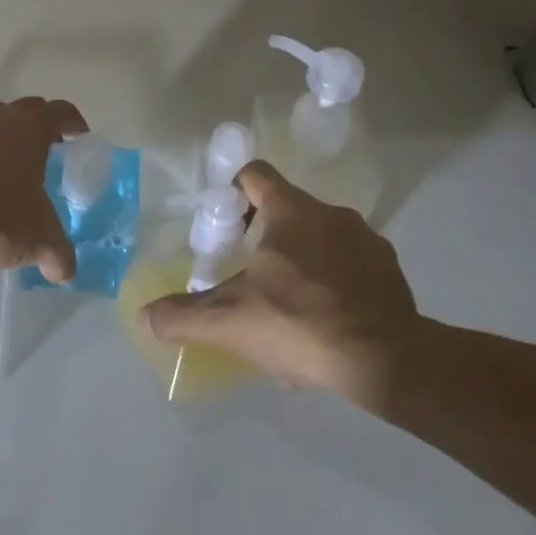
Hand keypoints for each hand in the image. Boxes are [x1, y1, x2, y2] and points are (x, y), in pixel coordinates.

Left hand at [0, 97, 87, 282]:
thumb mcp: (40, 240)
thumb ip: (60, 255)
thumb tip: (67, 273)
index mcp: (31, 128)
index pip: (61, 111)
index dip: (75, 123)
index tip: (80, 140)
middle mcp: (1, 119)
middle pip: (29, 109)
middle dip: (43, 125)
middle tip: (51, 152)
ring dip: (10, 135)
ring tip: (17, 166)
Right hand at [143, 161, 420, 406]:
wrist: (386, 360)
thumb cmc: (300, 323)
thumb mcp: (231, 322)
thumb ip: (184, 316)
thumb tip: (145, 316)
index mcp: (291, 211)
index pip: (255, 174)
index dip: (234, 193)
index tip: (226, 228)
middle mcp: (331, 212)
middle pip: (286, 210)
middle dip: (266, 239)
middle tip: (252, 278)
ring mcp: (366, 239)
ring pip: (320, 239)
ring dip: (302, 261)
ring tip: (290, 307)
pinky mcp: (390, 270)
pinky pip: (351, 265)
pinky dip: (335, 283)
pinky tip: (327, 322)